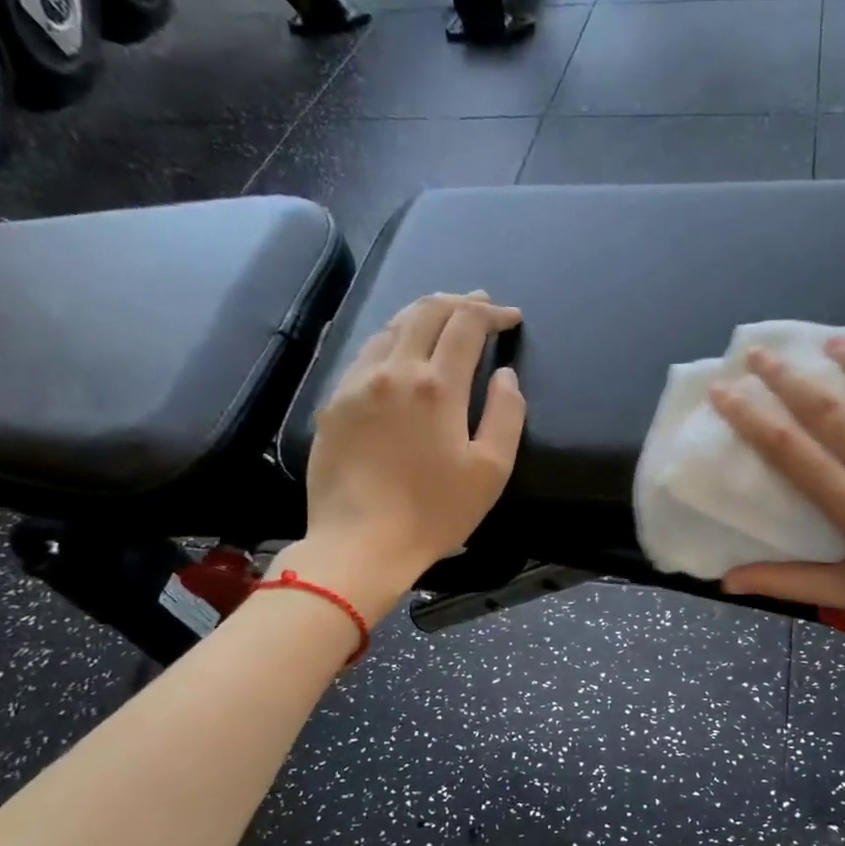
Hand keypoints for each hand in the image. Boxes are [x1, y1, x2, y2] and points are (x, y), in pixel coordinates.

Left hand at [279, 292, 524, 613]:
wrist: (360, 544)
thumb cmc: (435, 512)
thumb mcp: (491, 469)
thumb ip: (506, 414)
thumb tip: (505, 375)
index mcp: (436, 386)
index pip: (466, 324)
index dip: (492, 313)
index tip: (511, 317)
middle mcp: (394, 371)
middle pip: (426, 311)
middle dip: (459, 301)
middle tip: (481, 306)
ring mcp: (357, 384)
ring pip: (392, 327)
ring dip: (423, 314)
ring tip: (444, 318)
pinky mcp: (333, 402)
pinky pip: (366, 353)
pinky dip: (393, 339)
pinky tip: (400, 350)